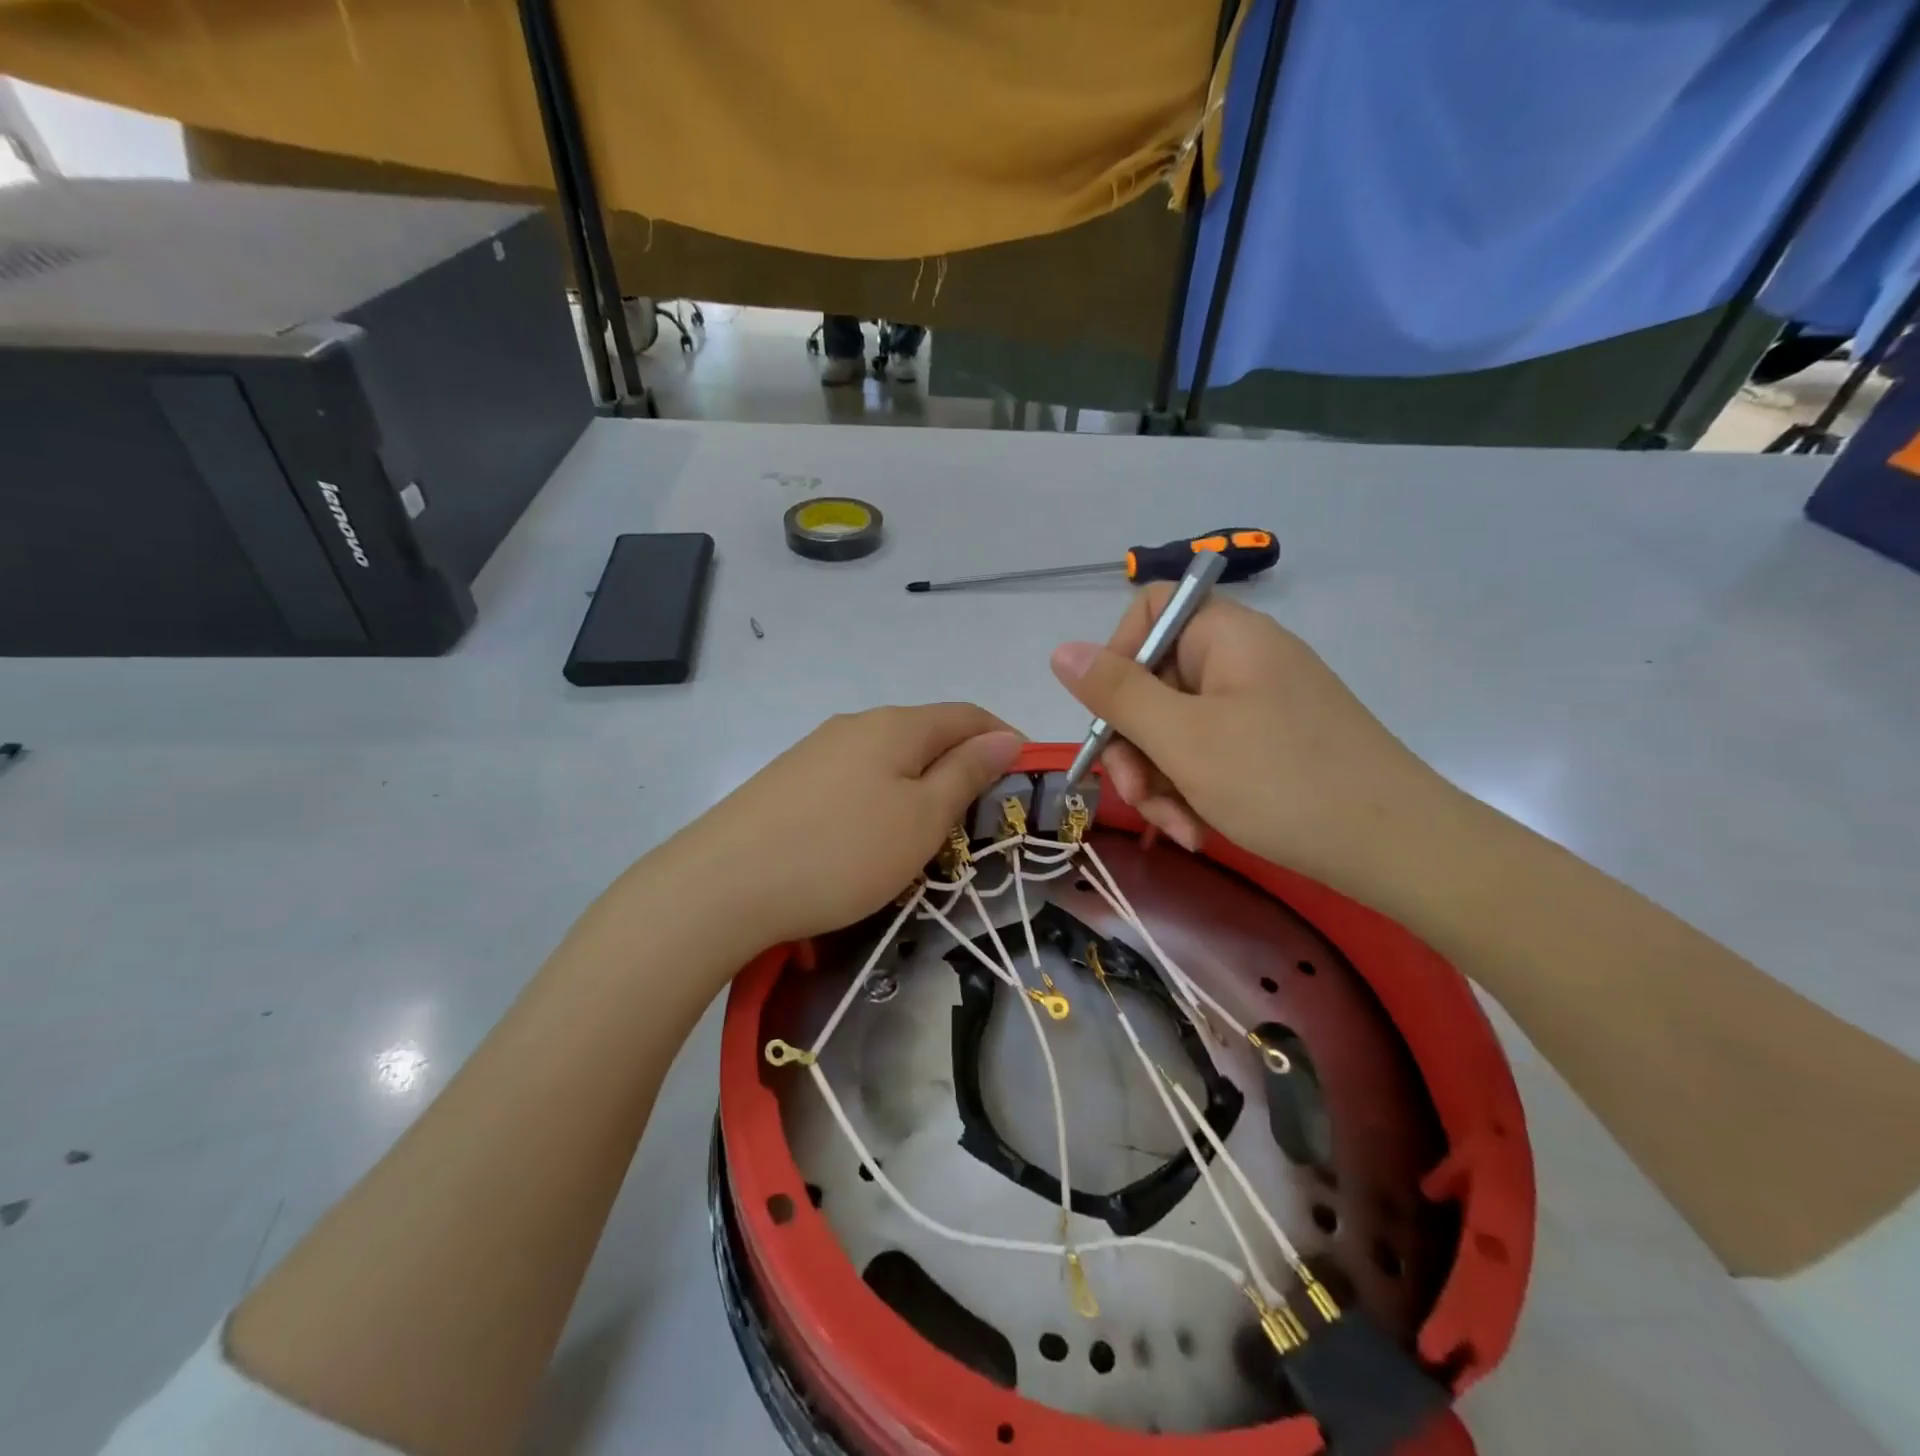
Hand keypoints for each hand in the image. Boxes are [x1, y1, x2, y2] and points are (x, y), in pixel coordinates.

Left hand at [668, 704, 1023, 950]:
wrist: (722, 884)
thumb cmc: (842, 852)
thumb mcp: (921, 818)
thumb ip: (965, 774)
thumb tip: (1005, 737)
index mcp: (896, 725)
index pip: (966, 715)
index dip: (1002, 737)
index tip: (1026, 774)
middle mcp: (855, 725)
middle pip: (926, 733)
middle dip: (961, 764)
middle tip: (980, 815)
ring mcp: (816, 751)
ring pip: (888, 758)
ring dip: (920, 783)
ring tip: (929, 831)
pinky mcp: (788, 781)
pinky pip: (854, 779)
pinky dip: (881, 797)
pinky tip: (871, 835)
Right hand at [1050, 589, 1457, 902]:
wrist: (1399, 849)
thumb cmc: (1282, 782)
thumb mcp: (1183, 739)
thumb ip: (1116, 693)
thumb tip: (1061, 650)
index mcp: (1226, 637)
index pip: (1148, 612)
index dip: (1116, 657)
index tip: (1109, 716)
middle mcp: (1241, 660)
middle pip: (1154, 682)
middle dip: (1135, 746)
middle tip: (1135, 796)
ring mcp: (1258, 704)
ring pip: (1176, 728)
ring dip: (1161, 780)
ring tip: (1178, 829)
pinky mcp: (1270, 745)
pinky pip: (1208, 754)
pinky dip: (1194, 790)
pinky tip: (1200, 830)